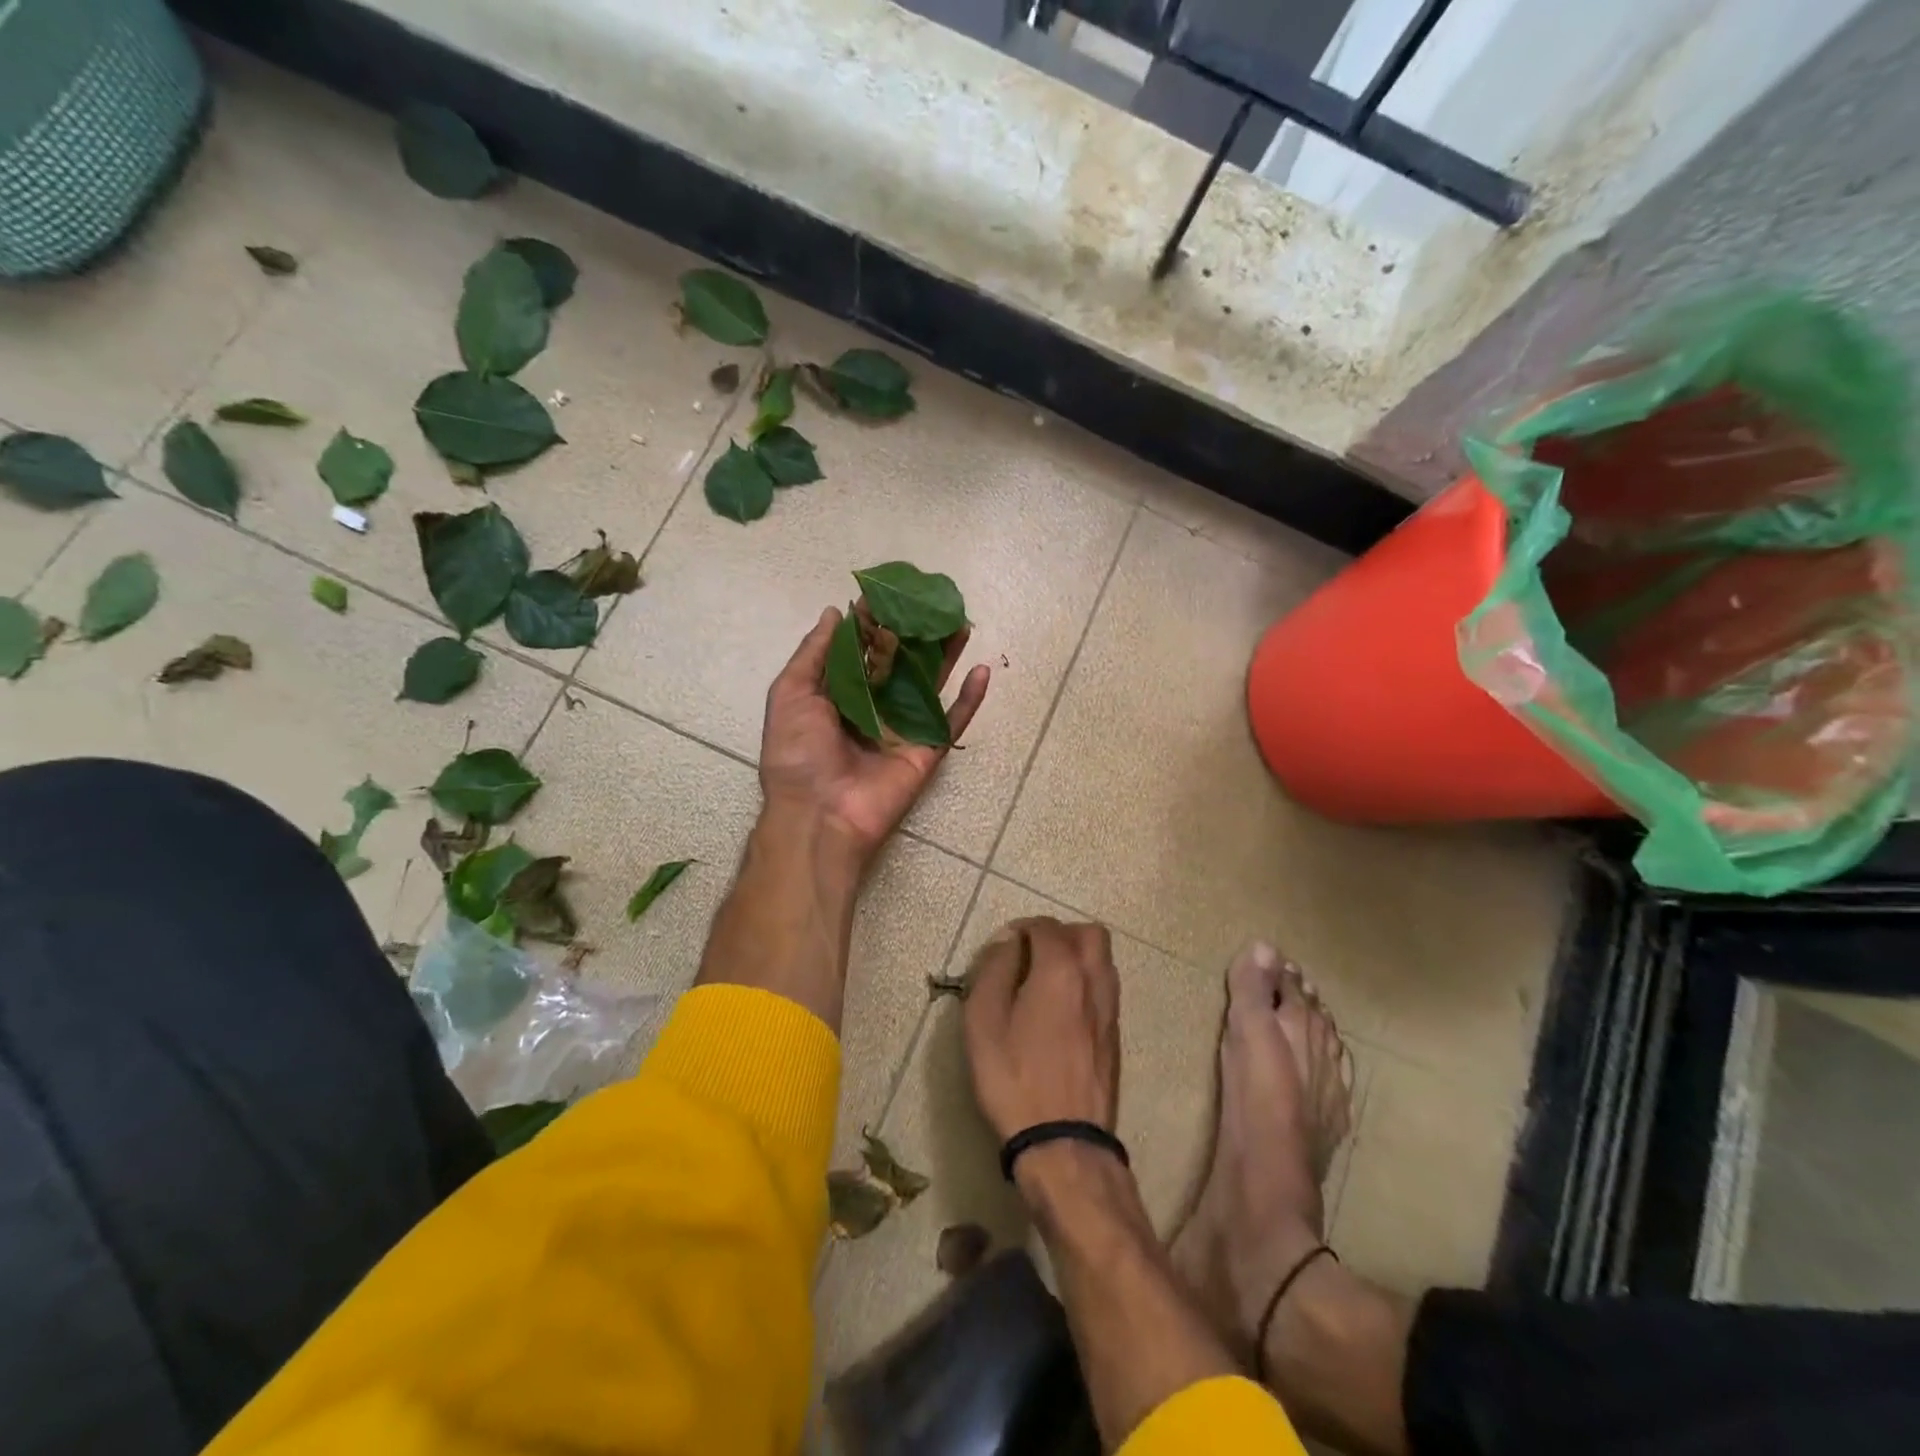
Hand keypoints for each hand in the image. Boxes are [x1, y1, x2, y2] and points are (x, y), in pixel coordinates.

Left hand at [760, 607, 989, 867]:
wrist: (819, 814)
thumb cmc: (797, 753)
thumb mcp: (790, 695)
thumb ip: (813, 654)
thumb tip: (834, 613)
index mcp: (839, 695)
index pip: (862, 651)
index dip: (874, 623)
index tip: (889, 592)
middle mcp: (873, 707)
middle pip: (900, 664)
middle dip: (915, 634)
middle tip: (932, 603)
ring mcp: (902, 728)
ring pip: (930, 685)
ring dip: (946, 656)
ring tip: (962, 622)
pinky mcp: (926, 750)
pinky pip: (951, 721)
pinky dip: (969, 699)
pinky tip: (982, 669)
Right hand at [964, 918, 1120, 1141]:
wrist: (1063, 1142)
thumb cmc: (1014, 1077)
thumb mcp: (984, 1021)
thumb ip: (994, 970)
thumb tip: (1008, 942)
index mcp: (1061, 971)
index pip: (1047, 927)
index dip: (1023, 927)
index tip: (1005, 945)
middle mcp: (1093, 981)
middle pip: (1089, 933)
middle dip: (1060, 933)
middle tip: (1032, 953)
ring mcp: (1110, 1009)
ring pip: (1103, 960)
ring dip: (1077, 956)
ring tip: (1046, 979)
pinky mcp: (1115, 1036)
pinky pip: (1104, 988)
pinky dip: (1085, 982)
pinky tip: (1061, 1009)